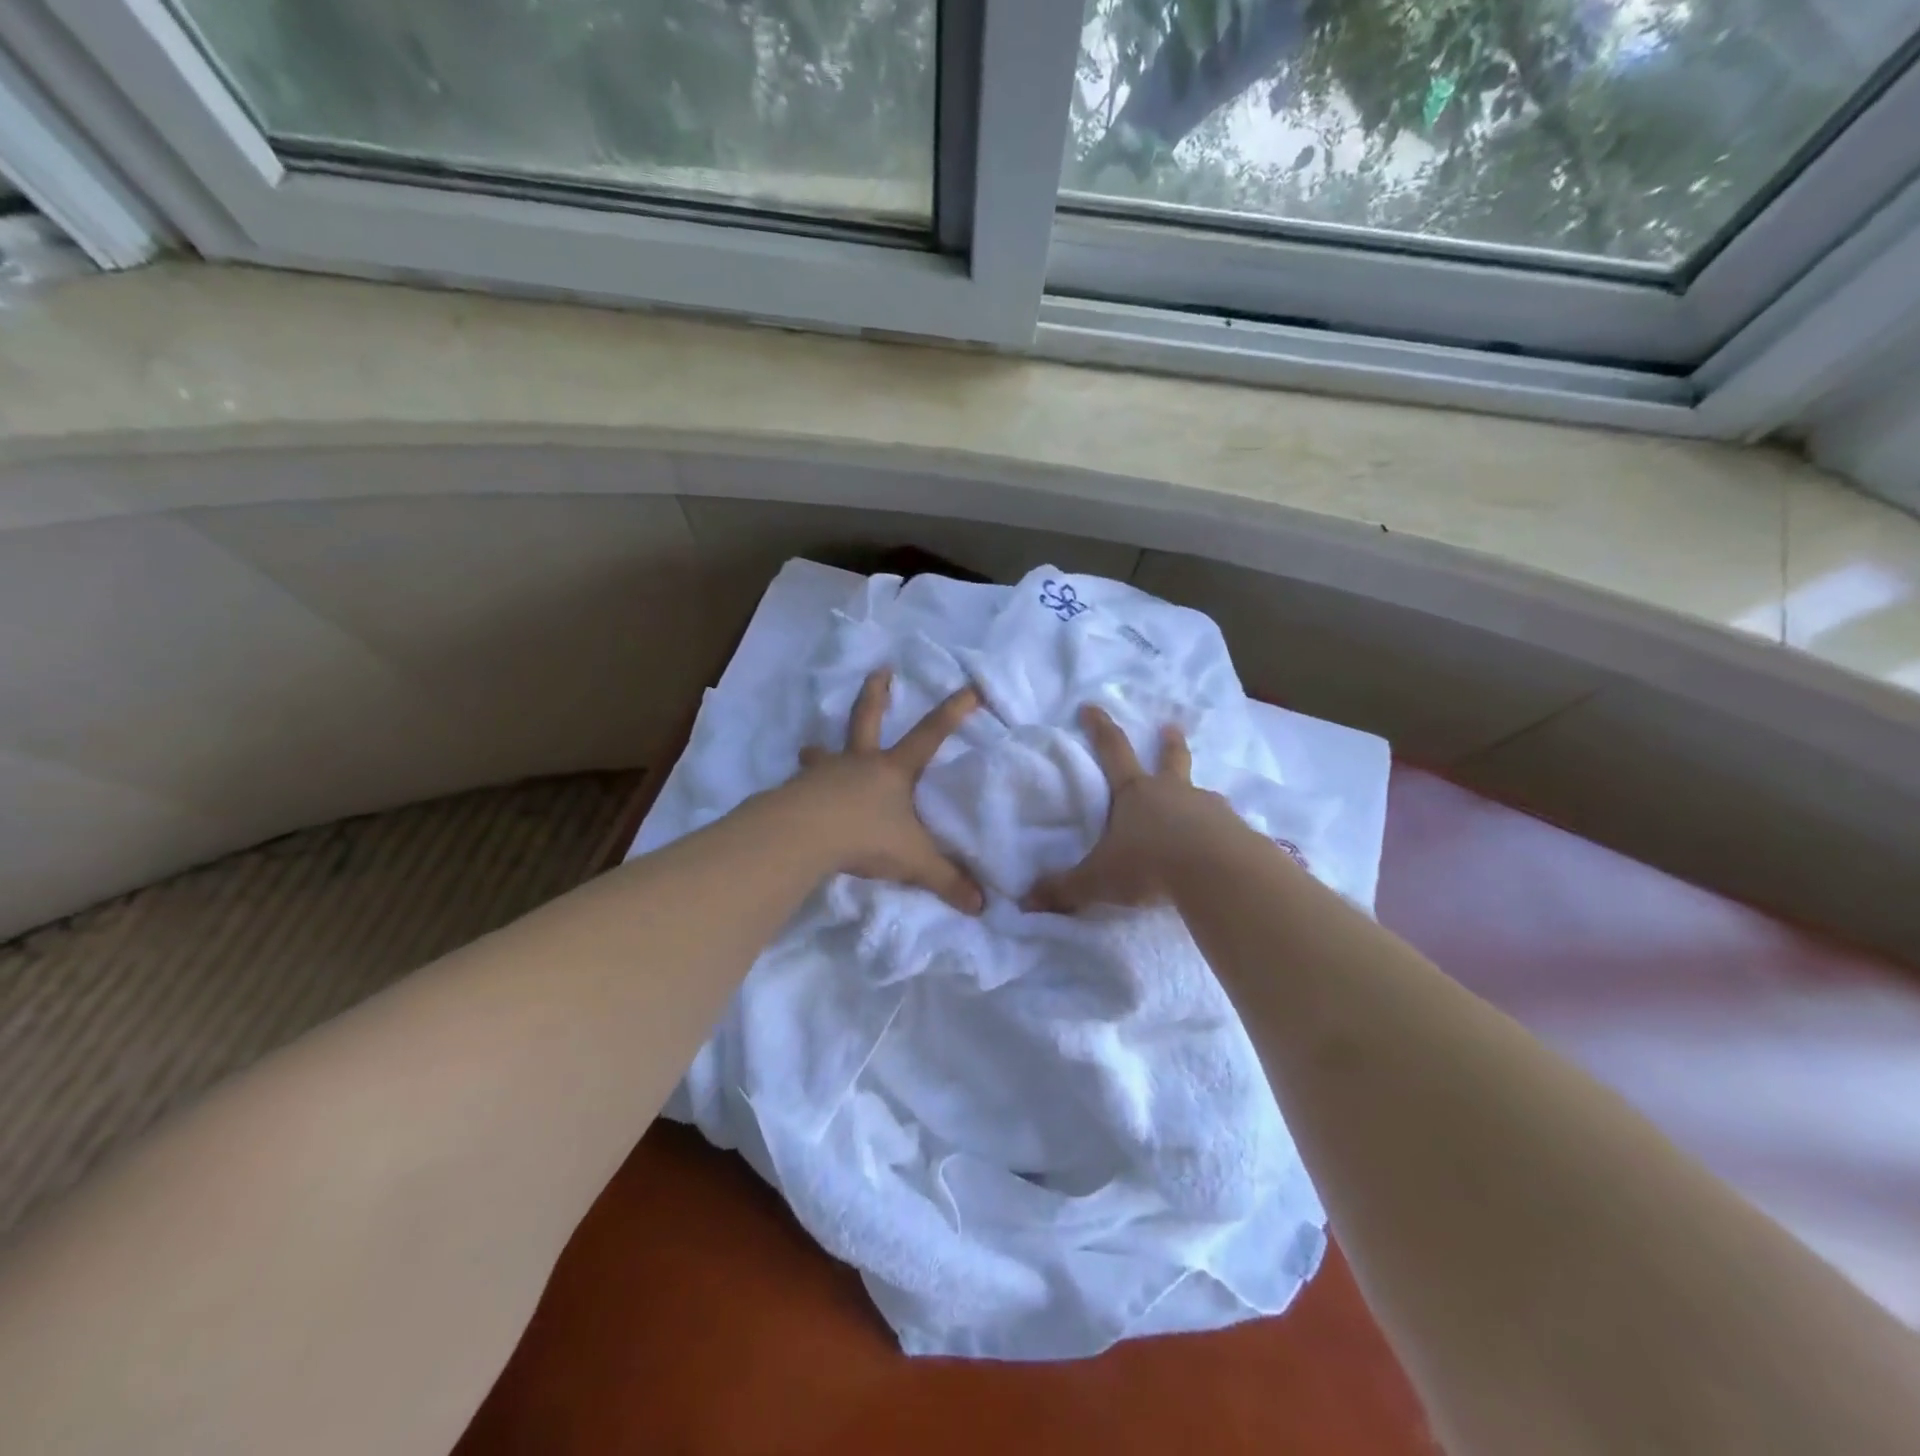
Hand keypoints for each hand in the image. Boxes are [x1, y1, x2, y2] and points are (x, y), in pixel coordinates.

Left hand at [792, 668, 984, 912]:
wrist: (804, 836)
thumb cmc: (866, 837)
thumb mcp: (914, 860)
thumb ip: (946, 880)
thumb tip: (982, 906)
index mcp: (893, 771)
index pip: (931, 735)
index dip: (953, 712)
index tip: (969, 688)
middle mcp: (859, 763)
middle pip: (868, 718)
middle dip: (877, 694)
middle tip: (880, 671)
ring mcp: (824, 774)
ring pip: (824, 753)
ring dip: (820, 750)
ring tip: (810, 748)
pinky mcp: (796, 791)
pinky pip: (801, 785)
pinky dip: (801, 788)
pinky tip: (795, 798)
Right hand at [1022, 704, 1240, 913]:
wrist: (1217, 874)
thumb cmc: (1149, 865)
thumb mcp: (1098, 880)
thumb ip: (1064, 889)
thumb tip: (1025, 901)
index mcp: (1135, 793)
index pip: (1112, 751)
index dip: (1099, 728)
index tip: (1092, 706)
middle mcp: (1173, 792)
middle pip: (1170, 759)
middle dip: (1168, 743)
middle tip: (1171, 728)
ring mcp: (1208, 808)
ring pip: (1201, 794)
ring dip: (1197, 795)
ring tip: (1200, 802)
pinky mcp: (1236, 831)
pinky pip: (1225, 827)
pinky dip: (1220, 832)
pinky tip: (1221, 847)